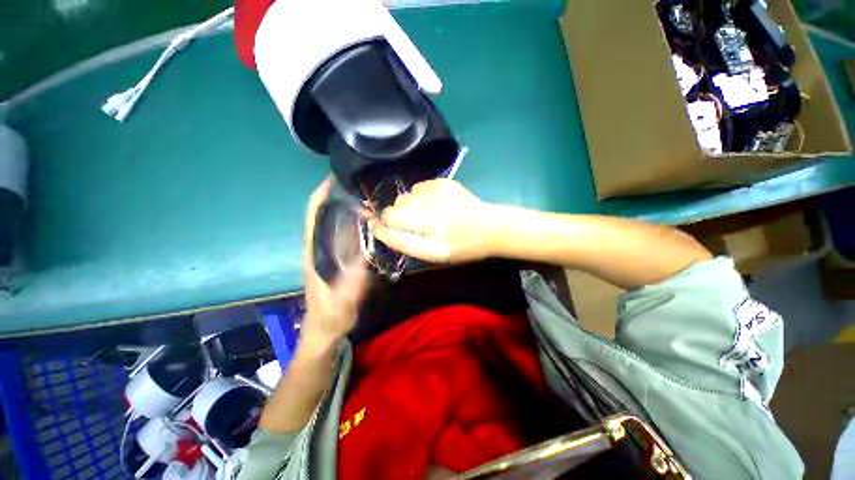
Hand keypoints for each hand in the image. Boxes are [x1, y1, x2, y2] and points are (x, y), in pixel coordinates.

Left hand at [301, 178, 368, 348]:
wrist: (324, 331)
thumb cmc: (329, 319)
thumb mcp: (340, 306)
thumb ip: (350, 288)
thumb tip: (362, 264)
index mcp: (313, 256)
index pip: (312, 220)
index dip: (319, 198)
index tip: (331, 180)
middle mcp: (317, 251)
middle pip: (323, 217)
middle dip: (336, 198)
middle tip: (360, 189)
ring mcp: (326, 255)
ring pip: (333, 226)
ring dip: (345, 210)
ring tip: (366, 200)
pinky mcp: (335, 260)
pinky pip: (343, 237)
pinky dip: (352, 225)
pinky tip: (366, 224)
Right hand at [369, 179, 496, 263]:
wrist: (490, 227)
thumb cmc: (462, 247)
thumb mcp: (437, 256)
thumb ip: (410, 243)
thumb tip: (383, 226)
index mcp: (436, 248)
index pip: (396, 238)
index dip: (380, 231)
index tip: (373, 224)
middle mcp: (438, 223)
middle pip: (394, 213)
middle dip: (390, 216)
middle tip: (400, 218)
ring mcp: (443, 200)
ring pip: (403, 198)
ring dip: (406, 205)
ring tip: (422, 211)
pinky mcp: (446, 184)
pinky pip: (416, 187)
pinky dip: (418, 195)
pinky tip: (433, 201)